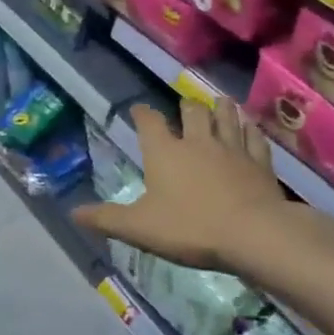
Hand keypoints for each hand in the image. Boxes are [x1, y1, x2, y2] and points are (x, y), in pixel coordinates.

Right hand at [72, 98, 287, 274]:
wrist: (252, 233)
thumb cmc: (190, 228)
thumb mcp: (139, 228)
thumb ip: (106, 219)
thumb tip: (73, 213)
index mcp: (165, 152)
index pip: (149, 123)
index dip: (142, 114)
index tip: (139, 110)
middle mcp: (198, 141)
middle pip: (192, 111)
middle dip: (186, 106)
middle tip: (185, 105)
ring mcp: (232, 148)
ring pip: (226, 117)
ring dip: (221, 108)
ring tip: (219, 102)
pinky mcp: (259, 162)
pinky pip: (254, 138)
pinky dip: (250, 130)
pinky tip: (251, 127)